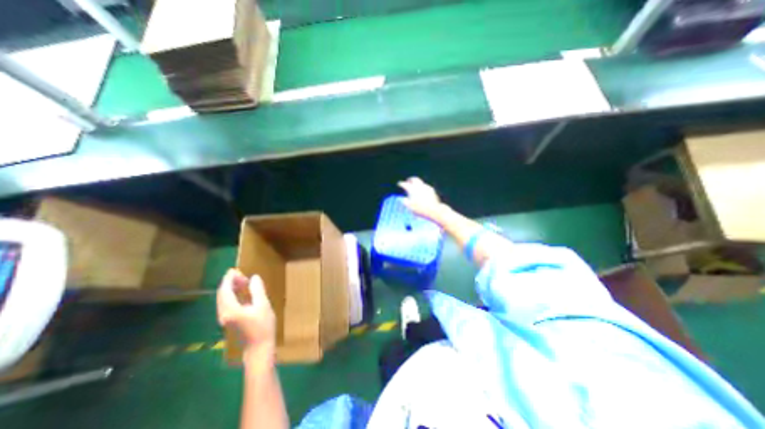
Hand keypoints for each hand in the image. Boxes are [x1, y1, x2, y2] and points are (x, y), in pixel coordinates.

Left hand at [216, 270, 276, 359]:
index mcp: (230, 309)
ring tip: (243, 281)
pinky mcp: (229, 321)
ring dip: (230, 289)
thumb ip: (257, 290)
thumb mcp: (263, 305)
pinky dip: (232, 296)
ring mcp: (225, 319)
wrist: (258, 348)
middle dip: (229, 282)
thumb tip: (254, 277)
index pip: (225, 290)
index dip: (228, 279)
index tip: (234, 269)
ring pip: (223, 300)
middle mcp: (224, 314)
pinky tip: (242, 293)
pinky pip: (226, 304)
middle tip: (241, 274)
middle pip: (221, 294)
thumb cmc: (262, 326)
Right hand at [398, 176, 446, 222]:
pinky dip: (422, 187)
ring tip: (415, 186)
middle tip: (408, 181)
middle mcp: (419, 186)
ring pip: (420, 181)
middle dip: (410, 179)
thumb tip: (402, 199)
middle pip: (414, 179)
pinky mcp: (431, 189)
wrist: (433, 210)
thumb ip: (405, 201)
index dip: (401, 183)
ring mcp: (426, 187)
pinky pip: (425, 186)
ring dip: (416, 183)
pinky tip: (422, 190)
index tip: (399, 183)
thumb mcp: (410, 207)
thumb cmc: (420, 209)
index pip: (405, 184)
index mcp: (412, 189)